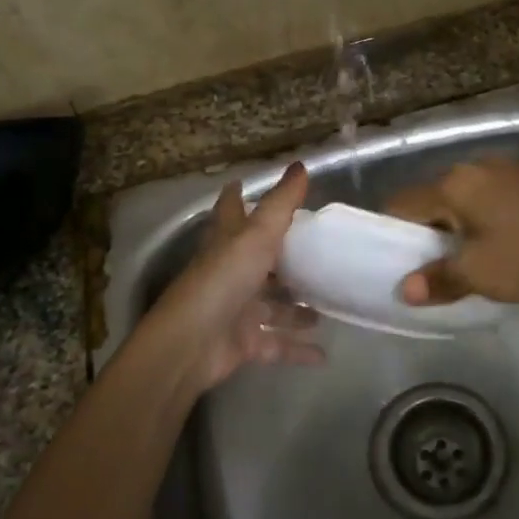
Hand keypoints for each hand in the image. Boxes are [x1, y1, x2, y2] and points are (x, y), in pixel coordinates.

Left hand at [134, 163, 321, 393]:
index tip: (245, 184)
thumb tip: (301, 165)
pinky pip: (276, 344)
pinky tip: (324, 353)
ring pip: (272, 305)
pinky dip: (297, 348)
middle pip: (258, 260)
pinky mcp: (243, 342)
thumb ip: (282, 203)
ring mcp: (236, 309)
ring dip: (296, 309)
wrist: (191, 343)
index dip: (237, 196)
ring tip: (327, 307)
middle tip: (318, 255)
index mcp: (228, 241)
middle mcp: (231, 272)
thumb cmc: (223, 279)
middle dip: (284, 259)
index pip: (231, 210)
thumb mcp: (257, 235)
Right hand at [384, 156, 518, 304]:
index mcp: (454, 183)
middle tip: (426, 265)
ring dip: (450, 225)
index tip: (393, 261)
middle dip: (423, 230)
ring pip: (457, 197)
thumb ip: (436, 279)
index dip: (392, 232)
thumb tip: (405, 291)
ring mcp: (501, 170)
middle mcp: (473, 166)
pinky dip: (474, 217)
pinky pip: (481, 196)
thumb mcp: (477, 274)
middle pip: (430, 197)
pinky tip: (488, 243)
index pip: (403, 203)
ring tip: (457, 258)